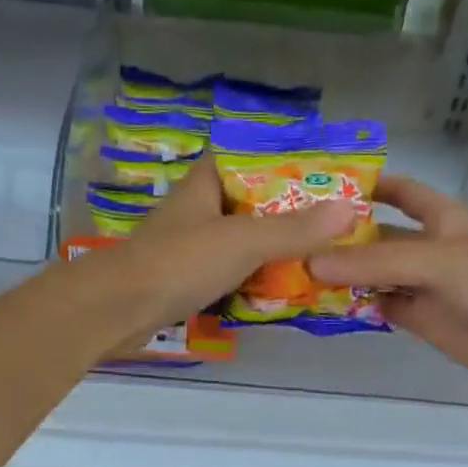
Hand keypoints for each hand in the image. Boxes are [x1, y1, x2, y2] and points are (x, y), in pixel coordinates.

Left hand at [82, 160, 357, 340]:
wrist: (118, 309)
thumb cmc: (180, 262)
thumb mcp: (244, 241)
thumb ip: (294, 228)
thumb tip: (348, 208)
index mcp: (206, 184)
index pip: (246, 157)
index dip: (282, 161)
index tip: (321, 174)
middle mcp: (196, 209)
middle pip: (249, 202)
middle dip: (286, 212)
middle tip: (331, 224)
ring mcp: (188, 246)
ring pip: (238, 240)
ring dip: (270, 249)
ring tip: (316, 256)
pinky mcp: (184, 280)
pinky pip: (227, 272)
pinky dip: (251, 278)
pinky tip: (279, 289)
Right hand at [306, 176, 467, 387]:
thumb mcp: (436, 261)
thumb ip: (375, 262)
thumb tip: (310, 263)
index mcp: (441, 216)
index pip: (400, 191)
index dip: (366, 184)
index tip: (319, 185)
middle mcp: (429, 246)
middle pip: (378, 235)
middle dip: (341, 235)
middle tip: (288, 236)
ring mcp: (424, 285)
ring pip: (374, 274)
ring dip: (342, 273)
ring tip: (292, 270)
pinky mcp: (421, 318)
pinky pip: (381, 305)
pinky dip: (355, 305)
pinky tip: (321, 303)